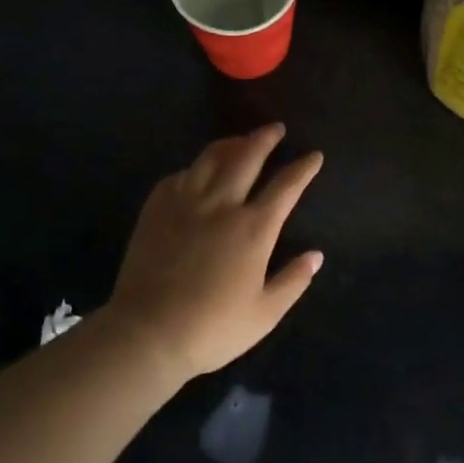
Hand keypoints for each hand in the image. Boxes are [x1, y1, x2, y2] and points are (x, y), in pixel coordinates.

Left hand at [103, 124, 323, 381]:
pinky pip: (180, 175)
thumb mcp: (265, 313)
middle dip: (265, 138)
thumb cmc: (212, 328)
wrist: (147, 334)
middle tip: (275, 128)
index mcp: (254, 228)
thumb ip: (293, 281)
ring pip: (210, 158)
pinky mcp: (156, 209)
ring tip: (240, 141)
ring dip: (230, 144)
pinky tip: (198, 172)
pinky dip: (195, 167)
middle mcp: (222, 205)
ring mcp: (186, 203)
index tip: (314, 156)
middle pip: (247, 157)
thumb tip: (316, 255)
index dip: (303, 168)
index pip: (286, 186)